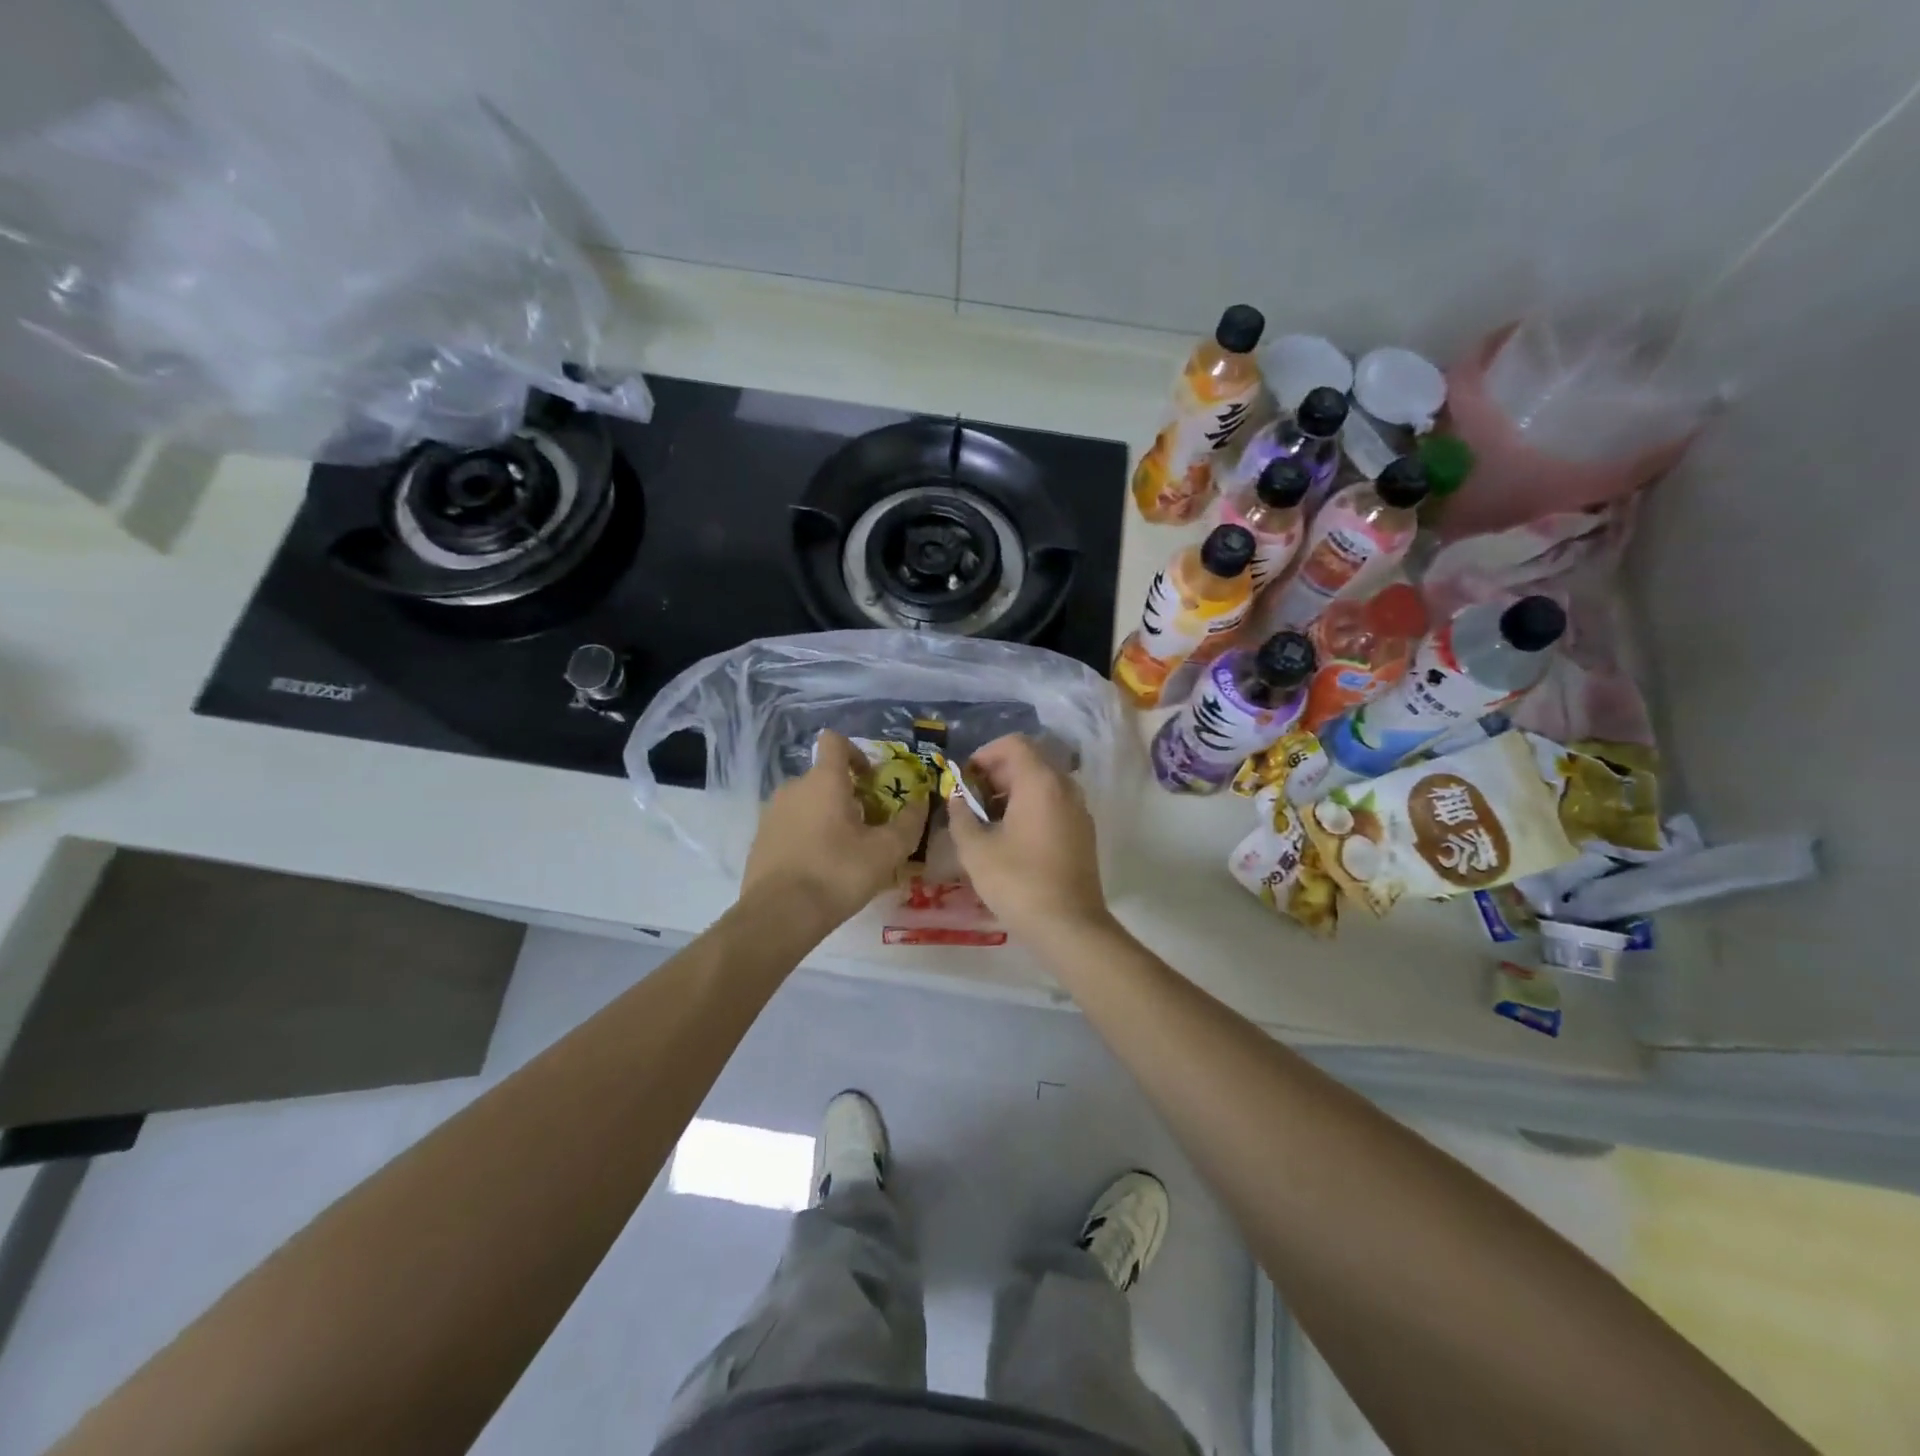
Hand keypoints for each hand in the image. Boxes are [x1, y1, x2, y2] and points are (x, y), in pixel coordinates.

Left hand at [742, 730, 928, 928]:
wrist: (779, 915)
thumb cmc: (837, 873)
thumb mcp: (887, 851)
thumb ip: (909, 822)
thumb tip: (921, 802)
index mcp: (823, 780)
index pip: (835, 742)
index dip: (856, 753)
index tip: (871, 780)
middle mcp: (793, 787)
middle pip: (824, 777)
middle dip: (849, 794)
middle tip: (869, 826)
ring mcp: (772, 813)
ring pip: (808, 802)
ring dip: (828, 816)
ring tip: (846, 851)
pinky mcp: (760, 839)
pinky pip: (791, 825)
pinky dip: (808, 835)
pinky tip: (820, 867)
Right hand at [946, 734, 1108, 937]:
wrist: (1069, 926)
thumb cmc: (1018, 882)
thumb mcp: (975, 850)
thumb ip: (961, 816)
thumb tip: (957, 799)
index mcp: (1041, 782)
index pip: (1014, 744)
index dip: (985, 754)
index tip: (966, 779)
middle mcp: (1065, 787)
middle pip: (1030, 761)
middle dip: (997, 774)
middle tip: (972, 801)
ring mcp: (1079, 810)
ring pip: (1044, 783)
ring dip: (1014, 792)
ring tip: (988, 821)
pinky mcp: (1084, 832)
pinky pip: (1055, 804)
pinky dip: (1032, 807)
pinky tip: (1012, 838)